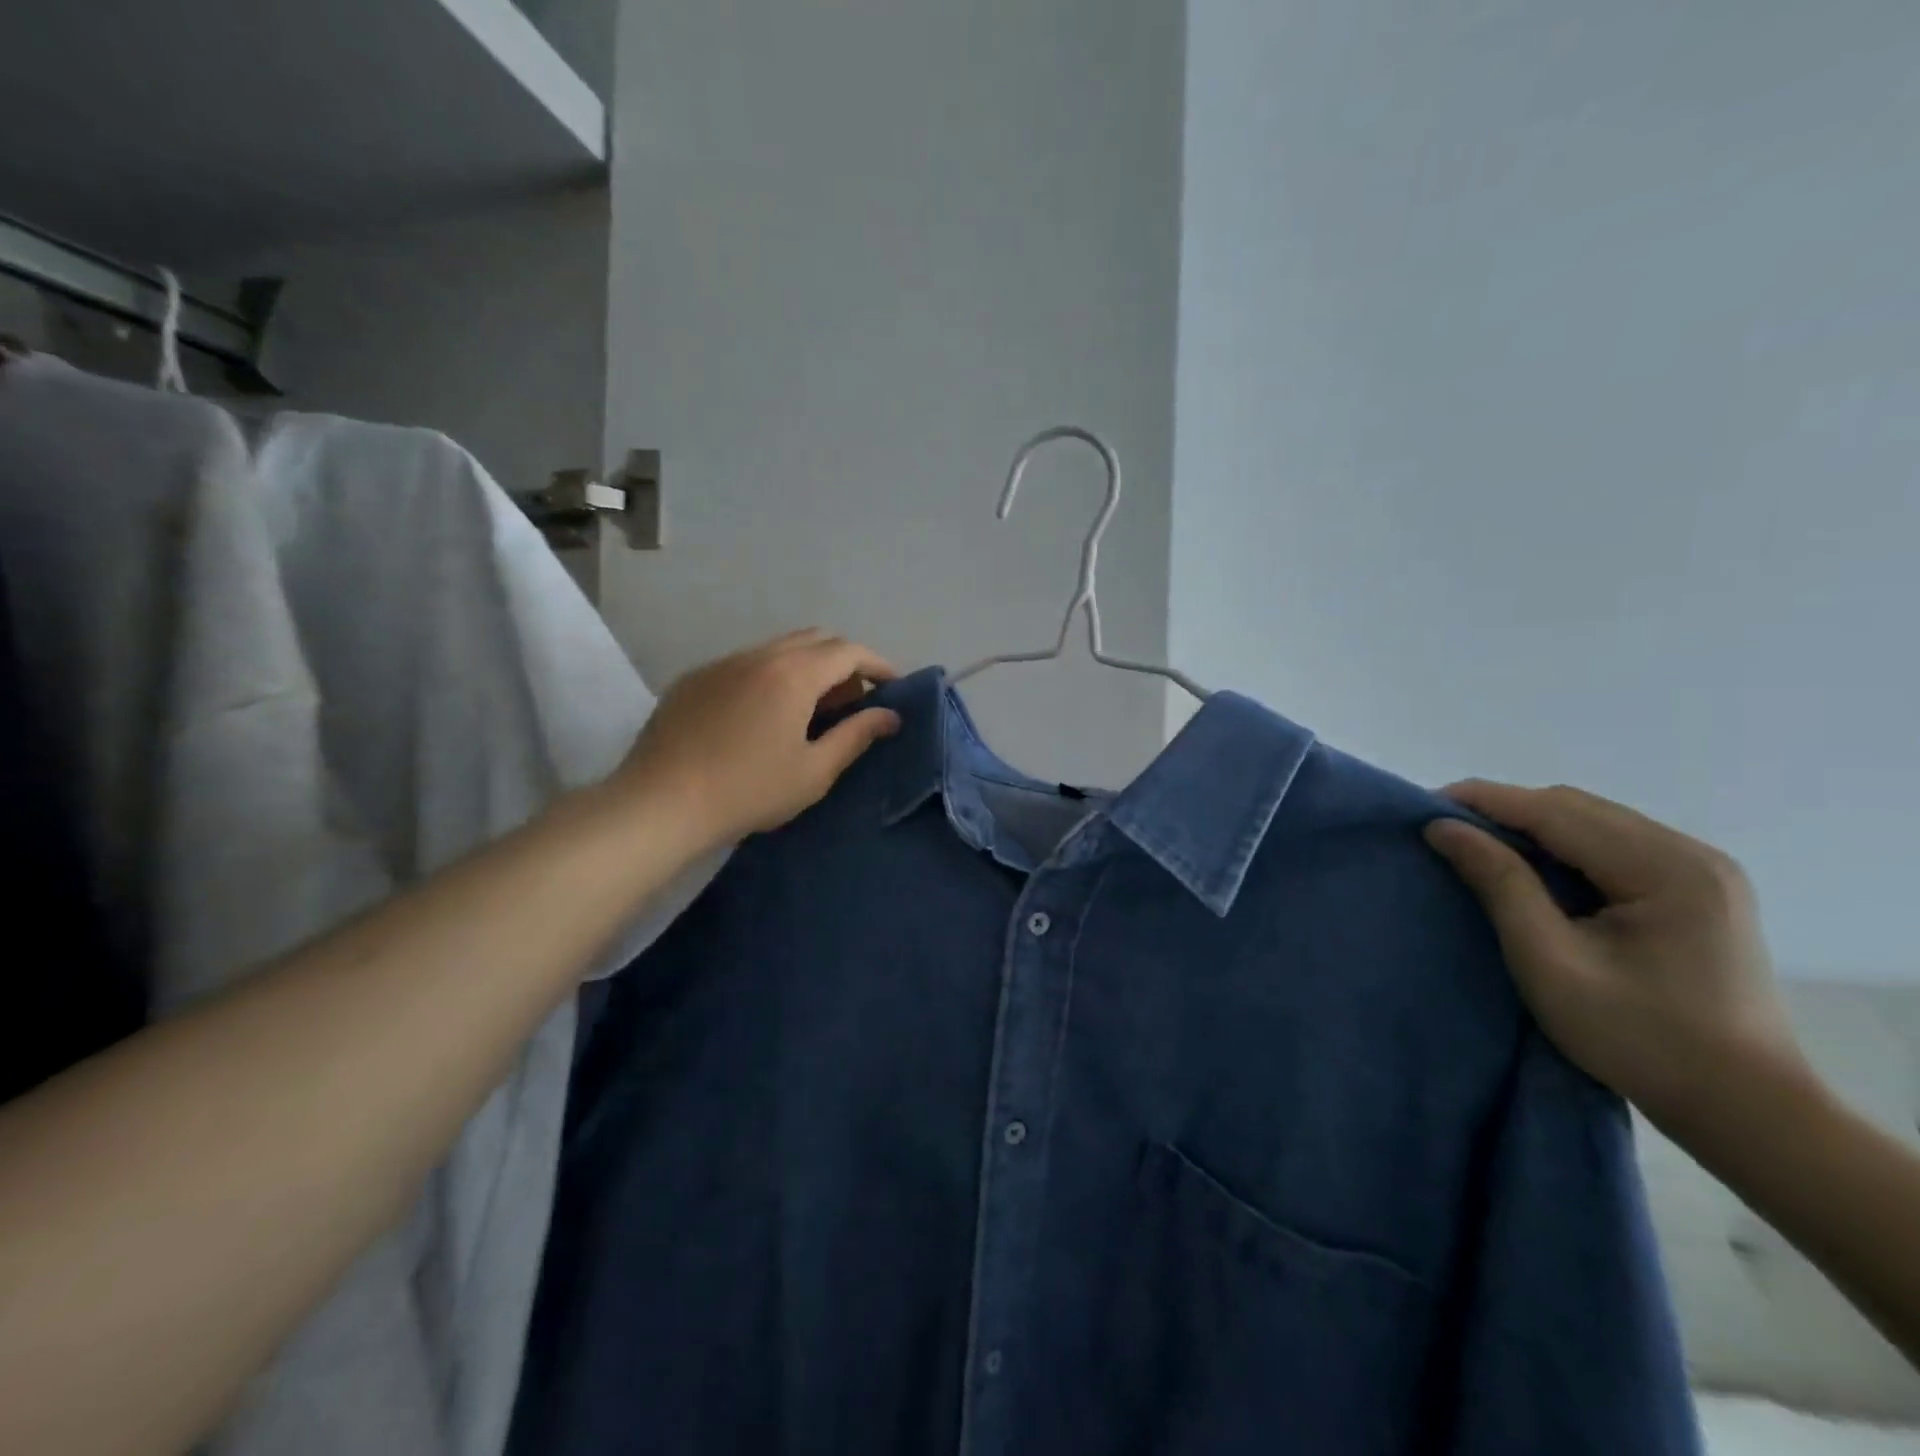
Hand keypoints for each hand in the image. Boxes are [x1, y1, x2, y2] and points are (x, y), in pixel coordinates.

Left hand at [613, 629, 900, 852]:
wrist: (659, 803)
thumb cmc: (748, 791)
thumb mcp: (813, 771)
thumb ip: (856, 736)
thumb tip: (889, 716)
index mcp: (793, 674)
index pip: (848, 651)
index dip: (877, 664)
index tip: (893, 685)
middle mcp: (759, 655)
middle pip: (815, 639)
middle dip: (843, 663)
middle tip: (850, 703)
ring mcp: (722, 663)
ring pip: (778, 648)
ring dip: (806, 667)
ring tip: (809, 711)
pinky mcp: (695, 678)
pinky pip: (746, 663)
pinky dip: (770, 676)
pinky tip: (762, 717)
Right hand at [1423, 781, 1807, 1132]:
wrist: (1746, 1109)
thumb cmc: (1640, 1039)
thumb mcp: (1550, 962)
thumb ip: (1499, 885)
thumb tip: (1443, 827)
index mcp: (1666, 869)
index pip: (1555, 811)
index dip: (1484, 801)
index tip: (1422, 807)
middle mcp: (1692, 854)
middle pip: (1576, 808)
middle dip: (1504, 810)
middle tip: (1445, 831)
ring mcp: (1702, 870)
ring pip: (1593, 821)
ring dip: (1531, 826)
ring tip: (1478, 846)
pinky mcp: (1698, 889)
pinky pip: (1613, 844)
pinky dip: (1562, 845)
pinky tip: (1533, 868)